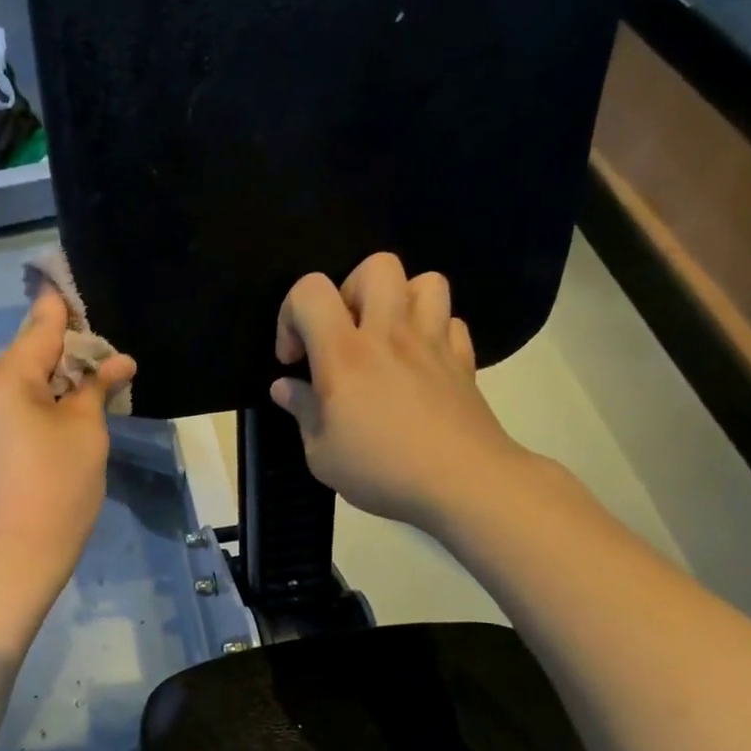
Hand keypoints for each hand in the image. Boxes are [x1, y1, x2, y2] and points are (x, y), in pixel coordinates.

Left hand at [0, 287, 136, 595]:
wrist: (15, 556)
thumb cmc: (58, 487)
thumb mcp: (86, 431)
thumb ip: (95, 387)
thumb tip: (116, 362)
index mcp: (5, 377)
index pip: (40, 327)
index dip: (62, 307)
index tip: (72, 287)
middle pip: (26, 355)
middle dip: (64, 354)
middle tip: (102, 359)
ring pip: (16, 384)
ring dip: (50, 382)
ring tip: (86, 391)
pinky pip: (5, 408)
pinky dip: (32, 405)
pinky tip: (58, 417)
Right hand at [270, 254, 533, 531]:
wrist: (464, 484)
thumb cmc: (382, 470)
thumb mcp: (321, 454)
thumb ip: (302, 411)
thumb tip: (286, 388)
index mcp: (344, 354)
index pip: (310, 291)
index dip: (291, 315)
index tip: (295, 359)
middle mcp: (389, 334)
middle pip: (376, 267)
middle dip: (349, 292)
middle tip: (343, 336)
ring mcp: (433, 342)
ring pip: (425, 281)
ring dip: (399, 302)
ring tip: (385, 340)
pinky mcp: (463, 360)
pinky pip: (450, 322)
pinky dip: (432, 332)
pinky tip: (419, 364)